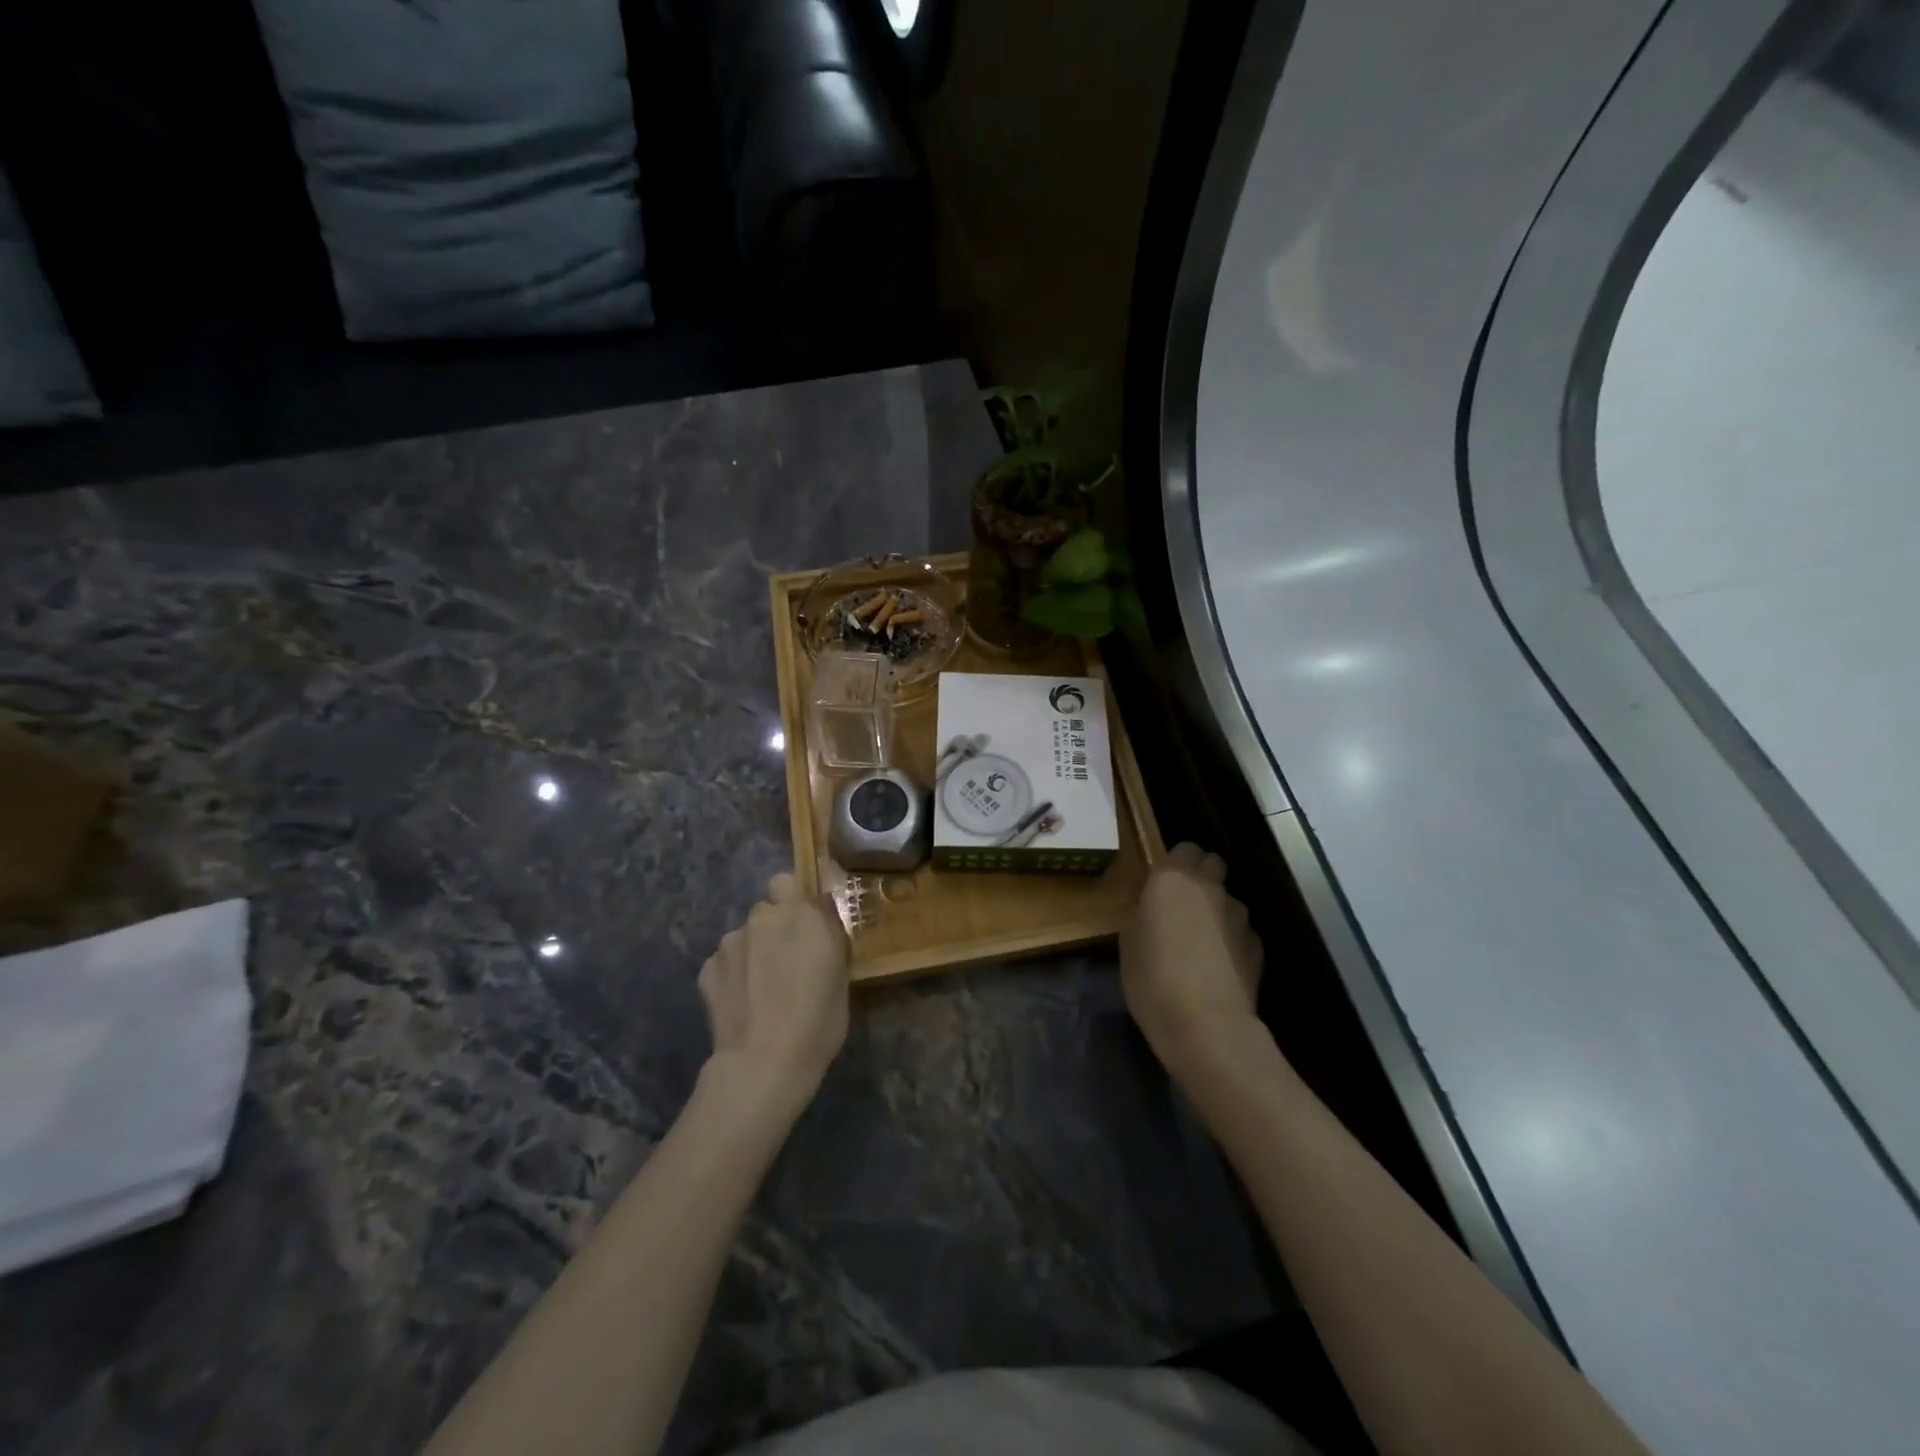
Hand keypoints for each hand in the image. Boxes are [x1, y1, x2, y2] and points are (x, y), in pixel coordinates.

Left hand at [698, 873, 850, 1108]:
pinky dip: (733, 976)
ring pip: (744, 937)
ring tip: (762, 990)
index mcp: (799, 914)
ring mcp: (729, 943)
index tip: (803, 924)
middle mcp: (761, 918)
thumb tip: (820, 920)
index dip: (793, 900)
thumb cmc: (817, 1020)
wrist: (763, 1064)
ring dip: (753, 952)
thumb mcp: (840, 974)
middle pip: (766, 911)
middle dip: (775, 929)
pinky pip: (725, 963)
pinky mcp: (707, 970)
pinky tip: (743, 1003)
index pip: (786, 882)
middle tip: (787, 962)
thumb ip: (827, 937)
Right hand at [1120, 843, 1263, 1079]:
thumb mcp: (1128, 943)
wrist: (1207, 1026)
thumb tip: (1150, 906)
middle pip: (1212, 863)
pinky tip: (1219, 965)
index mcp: (1171, 879)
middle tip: (1181, 905)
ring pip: (1228, 898)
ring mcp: (1239, 915)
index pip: (1183, 848)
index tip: (1161, 885)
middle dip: (1200, 876)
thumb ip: (1142, 913)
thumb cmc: (1153, 980)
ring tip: (1201, 941)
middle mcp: (1210, 887)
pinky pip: (1241, 930)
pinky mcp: (1258, 945)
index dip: (1174, 863)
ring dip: (1216, 909)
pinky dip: (1231, 939)